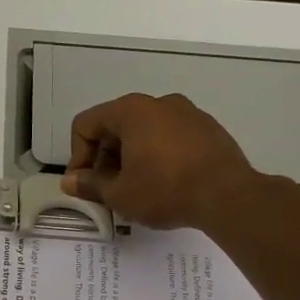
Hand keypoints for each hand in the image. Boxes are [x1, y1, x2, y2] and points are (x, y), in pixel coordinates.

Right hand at [61, 92, 261, 230]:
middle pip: (115, 126)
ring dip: (131, 158)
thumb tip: (70, 182)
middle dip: (104, 158)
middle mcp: (158, 103)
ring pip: (144, 131)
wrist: (229, 196)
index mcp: (130, 111)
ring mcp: (187, 112)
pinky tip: (165, 183)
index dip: (77, 156)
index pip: (86, 125)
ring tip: (137, 189)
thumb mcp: (119, 194)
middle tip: (108, 190)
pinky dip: (158, 155)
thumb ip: (89, 184)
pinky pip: (170, 137)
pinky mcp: (207, 128)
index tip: (86, 185)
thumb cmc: (165, 190)